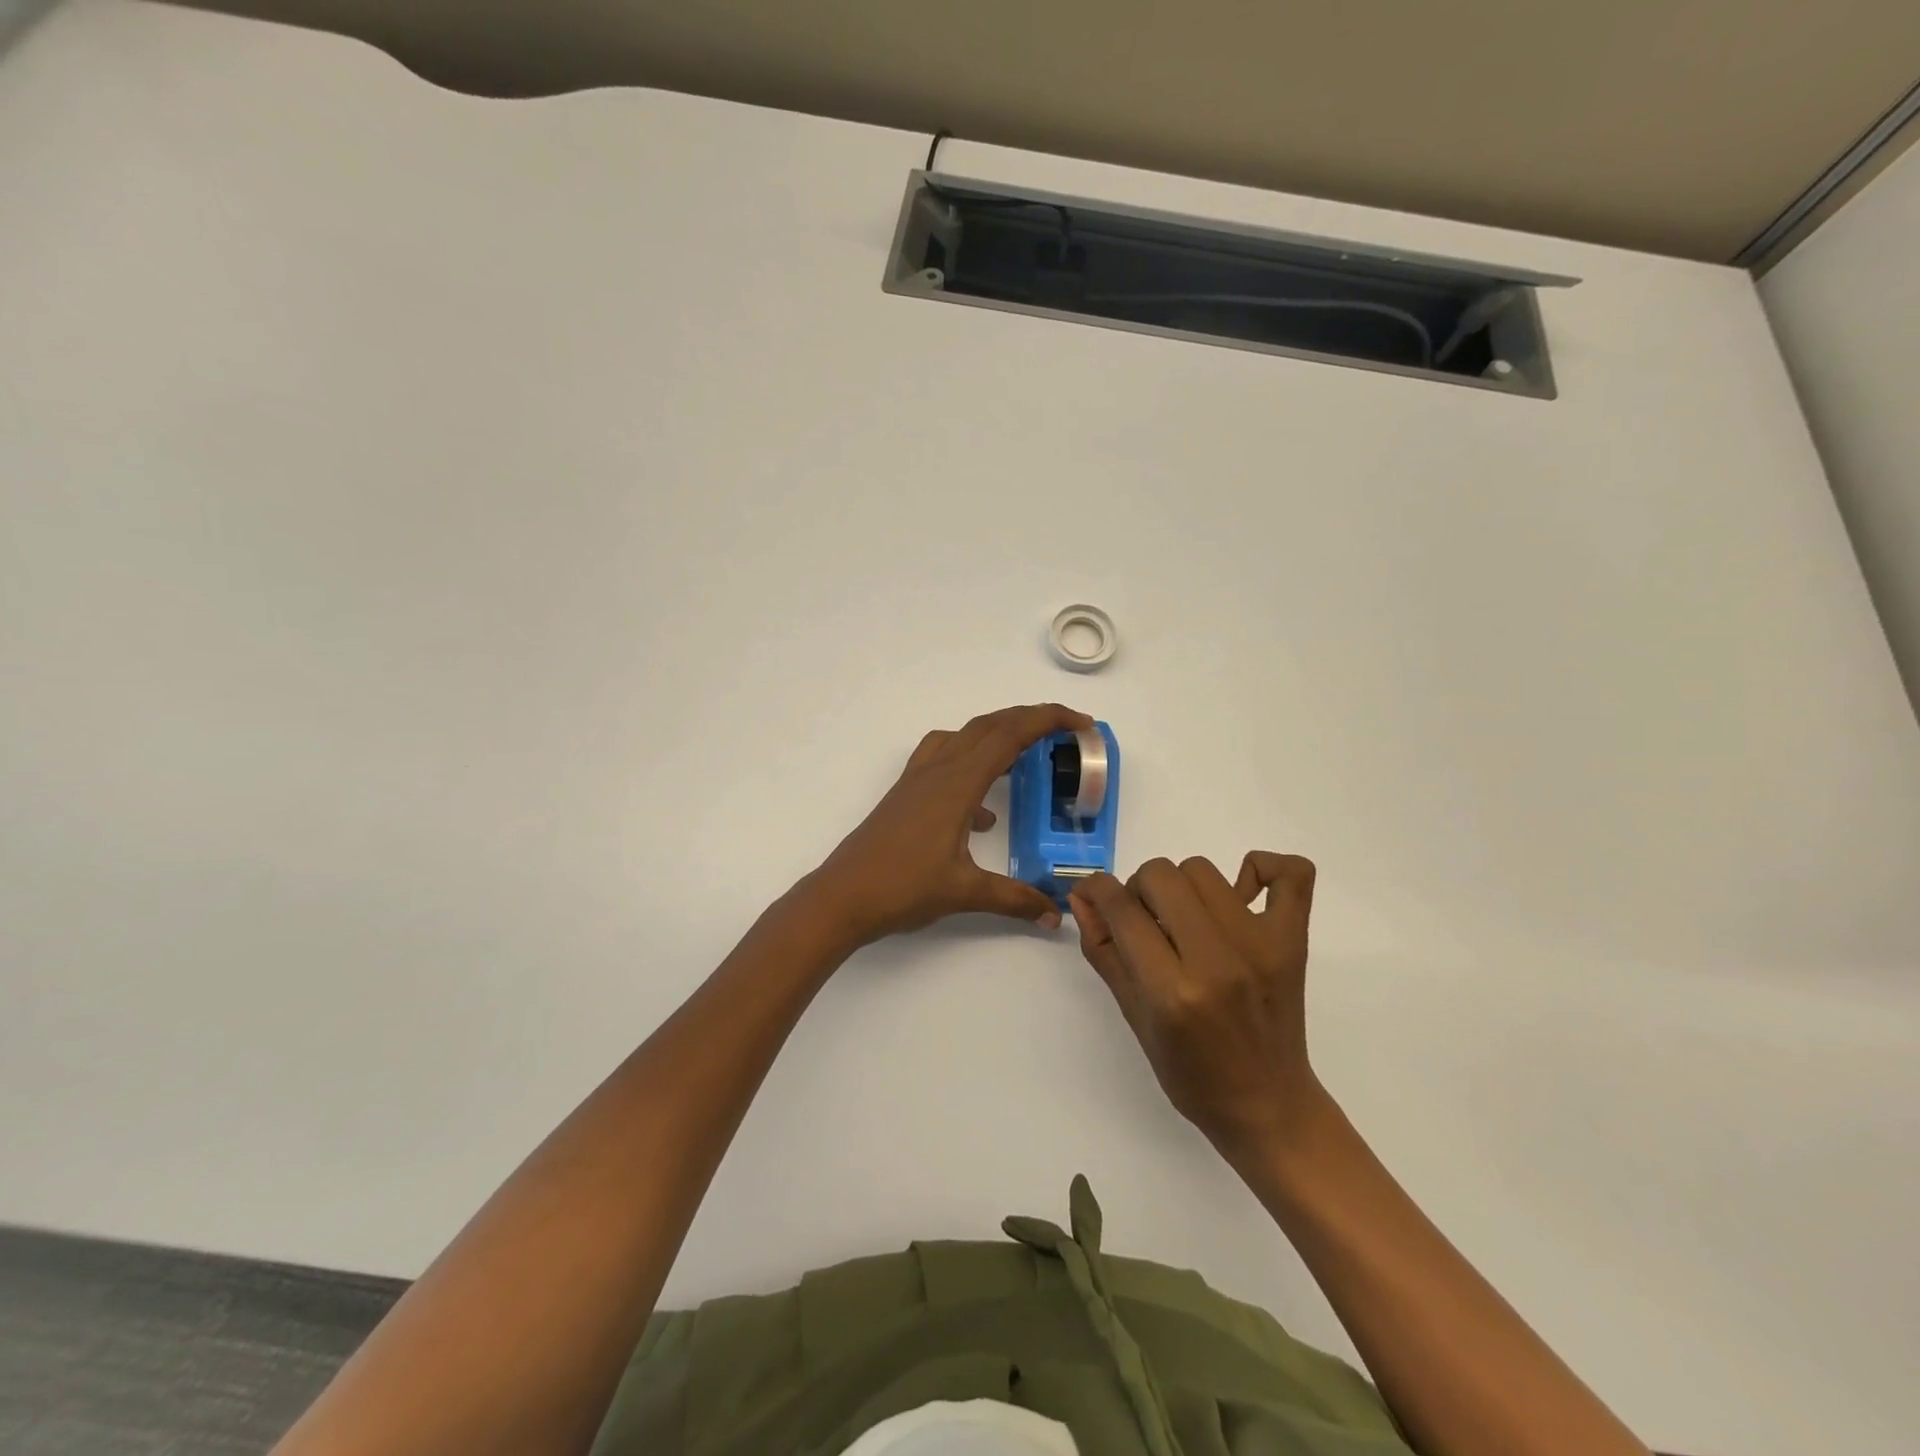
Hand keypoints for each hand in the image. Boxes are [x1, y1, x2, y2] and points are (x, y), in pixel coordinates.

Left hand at [803, 704, 1092, 948]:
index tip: (1081, 723)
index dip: (1048, 721)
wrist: (841, 896)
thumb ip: (1015, 899)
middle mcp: (937, 771)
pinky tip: (982, 813)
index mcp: (956, 783)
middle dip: (1029, 719)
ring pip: (963, 737)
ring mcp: (916, 781)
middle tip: (1064, 730)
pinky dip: (970, 766)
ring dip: (997, 735)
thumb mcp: (965, 893)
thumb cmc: (902, 888)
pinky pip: (942, 760)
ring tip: (1025, 755)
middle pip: (988, 726)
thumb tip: (1055, 914)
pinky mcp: (904, 795)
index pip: (1009, 736)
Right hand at [1070, 853, 1322, 1155]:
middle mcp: (1216, 960)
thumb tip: (1082, 896)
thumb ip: (1104, 950)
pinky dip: (1263, 868)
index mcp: (1171, 990)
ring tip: (1187, 919)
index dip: (1097, 889)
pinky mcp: (1293, 941)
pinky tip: (1242, 892)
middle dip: (1139, 889)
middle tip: (1147, 921)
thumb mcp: (1133, 1016)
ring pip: (1203, 870)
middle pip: (1161, 874)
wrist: (1267, 1105)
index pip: (1122, 908)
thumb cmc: (1190, 1073)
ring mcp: (1260, 945)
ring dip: (1182, 886)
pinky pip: (1290, 873)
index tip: (1094, 893)